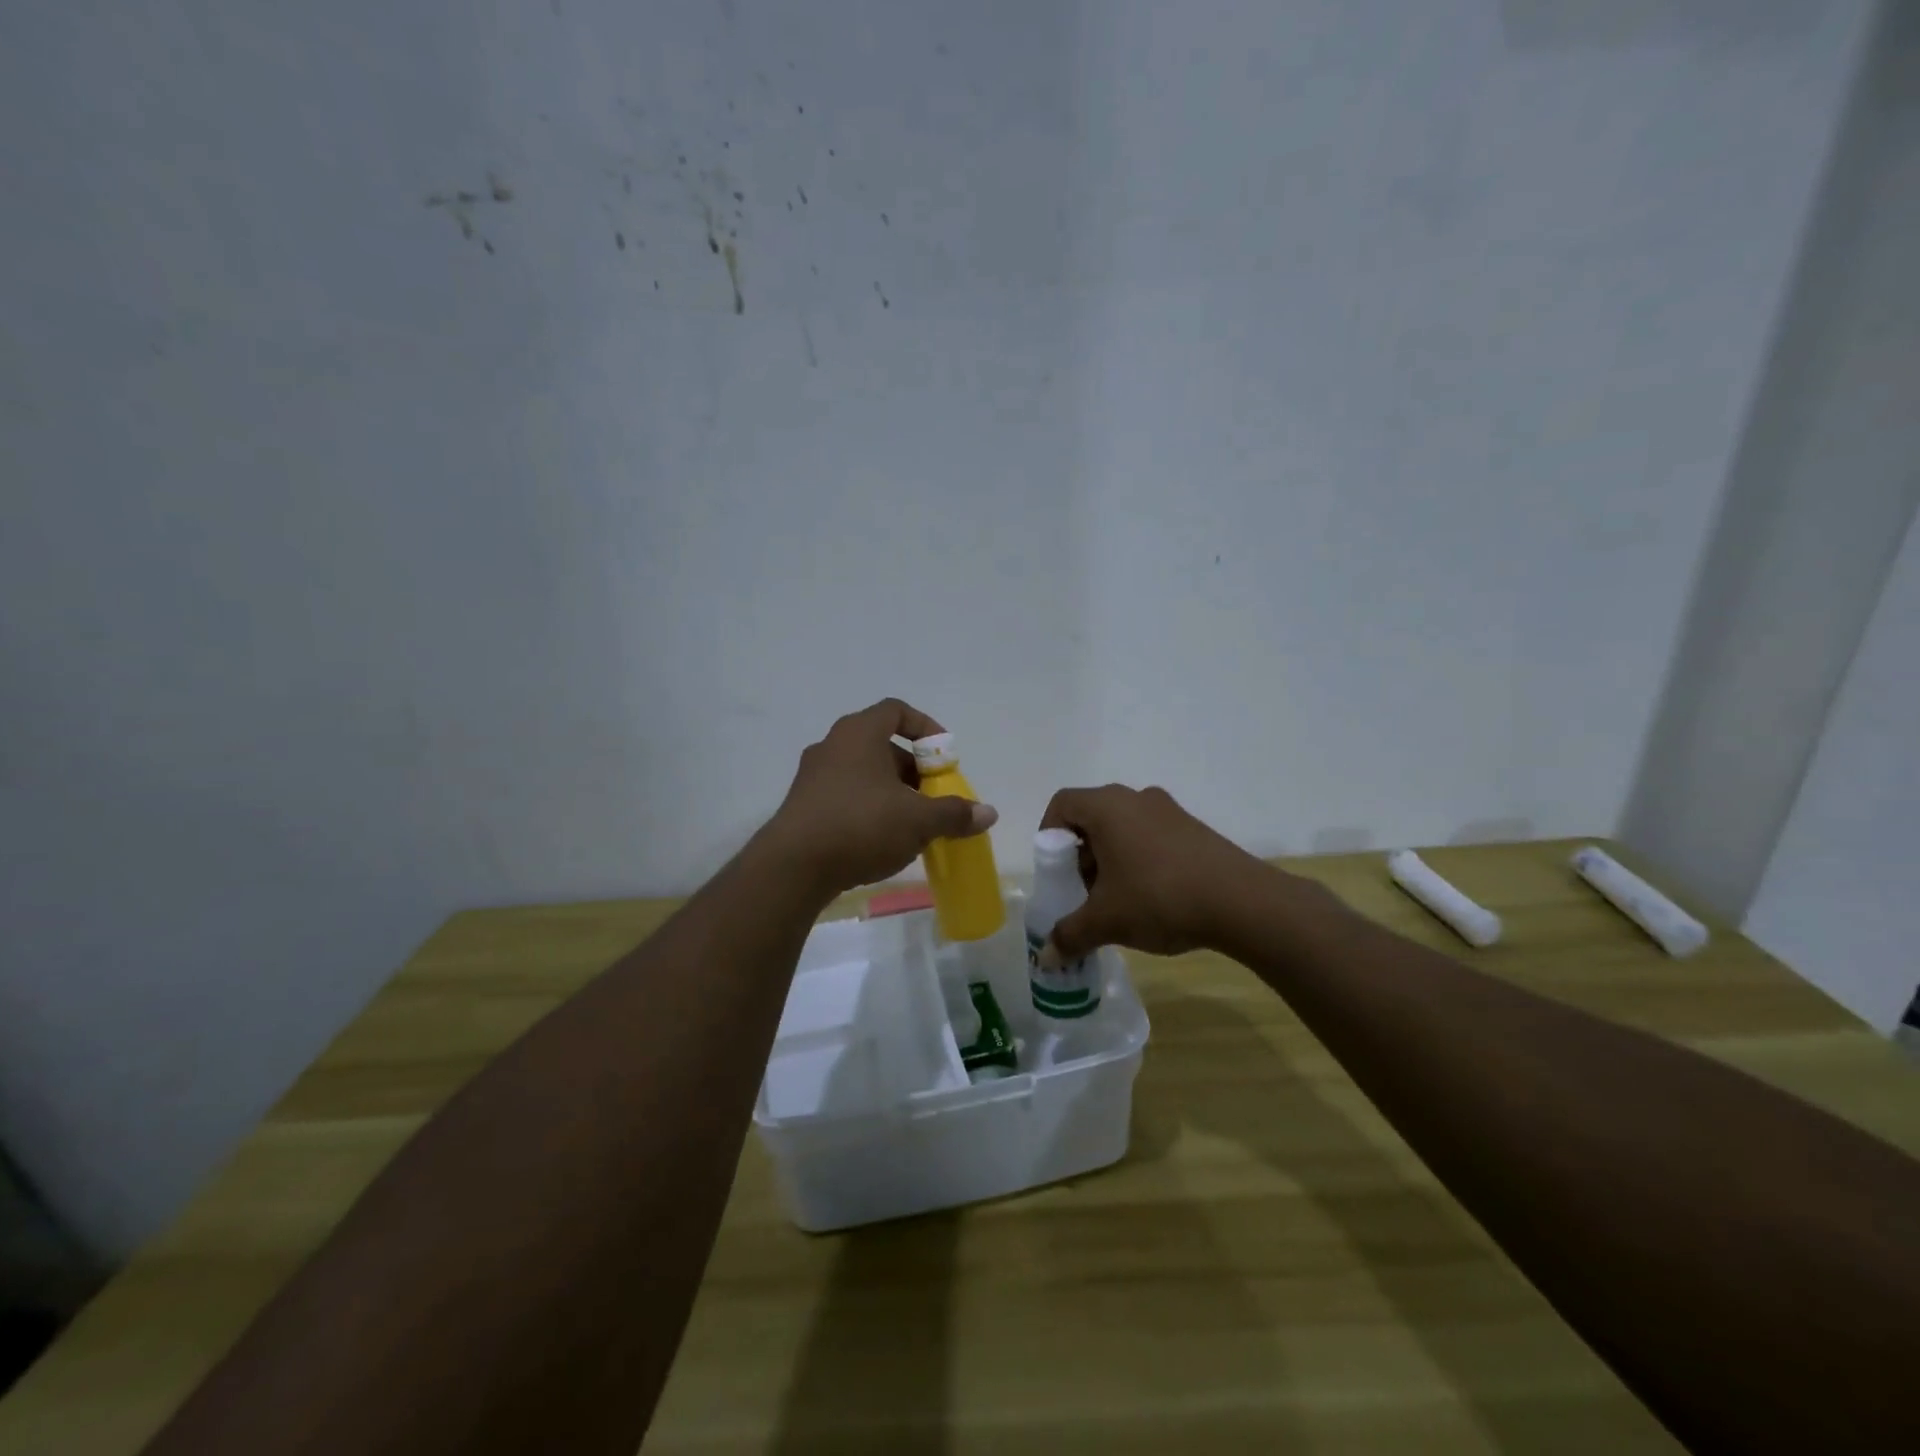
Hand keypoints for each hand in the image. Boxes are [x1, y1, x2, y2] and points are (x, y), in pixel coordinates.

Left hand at [762, 699, 997, 899]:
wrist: (793, 867)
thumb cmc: (860, 826)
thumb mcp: (917, 820)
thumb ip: (954, 813)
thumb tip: (988, 813)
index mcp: (859, 733)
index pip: (896, 711)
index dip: (925, 727)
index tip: (944, 755)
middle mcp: (832, 746)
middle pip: (882, 745)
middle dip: (913, 769)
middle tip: (933, 796)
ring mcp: (813, 776)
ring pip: (863, 773)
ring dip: (892, 792)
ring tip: (912, 824)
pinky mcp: (803, 806)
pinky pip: (845, 796)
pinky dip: (869, 809)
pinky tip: (882, 840)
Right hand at [1037, 784, 1270, 960]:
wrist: (1242, 902)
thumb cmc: (1159, 897)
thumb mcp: (1106, 920)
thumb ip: (1070, 934)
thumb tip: (1045, 958)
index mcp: (1107, 807)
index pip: (1062, 804)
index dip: (1049, 834)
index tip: (1054, 870)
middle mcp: (1136, 798)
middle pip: (1092, 817)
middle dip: (1080, 854)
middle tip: (1083, 891)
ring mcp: (1169, 811)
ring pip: (1124, 828)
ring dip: (1111, 859)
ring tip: (1118, 900)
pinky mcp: (1194, 829)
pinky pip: (1152, 836)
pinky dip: (1140, 860)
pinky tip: (1152, 899)